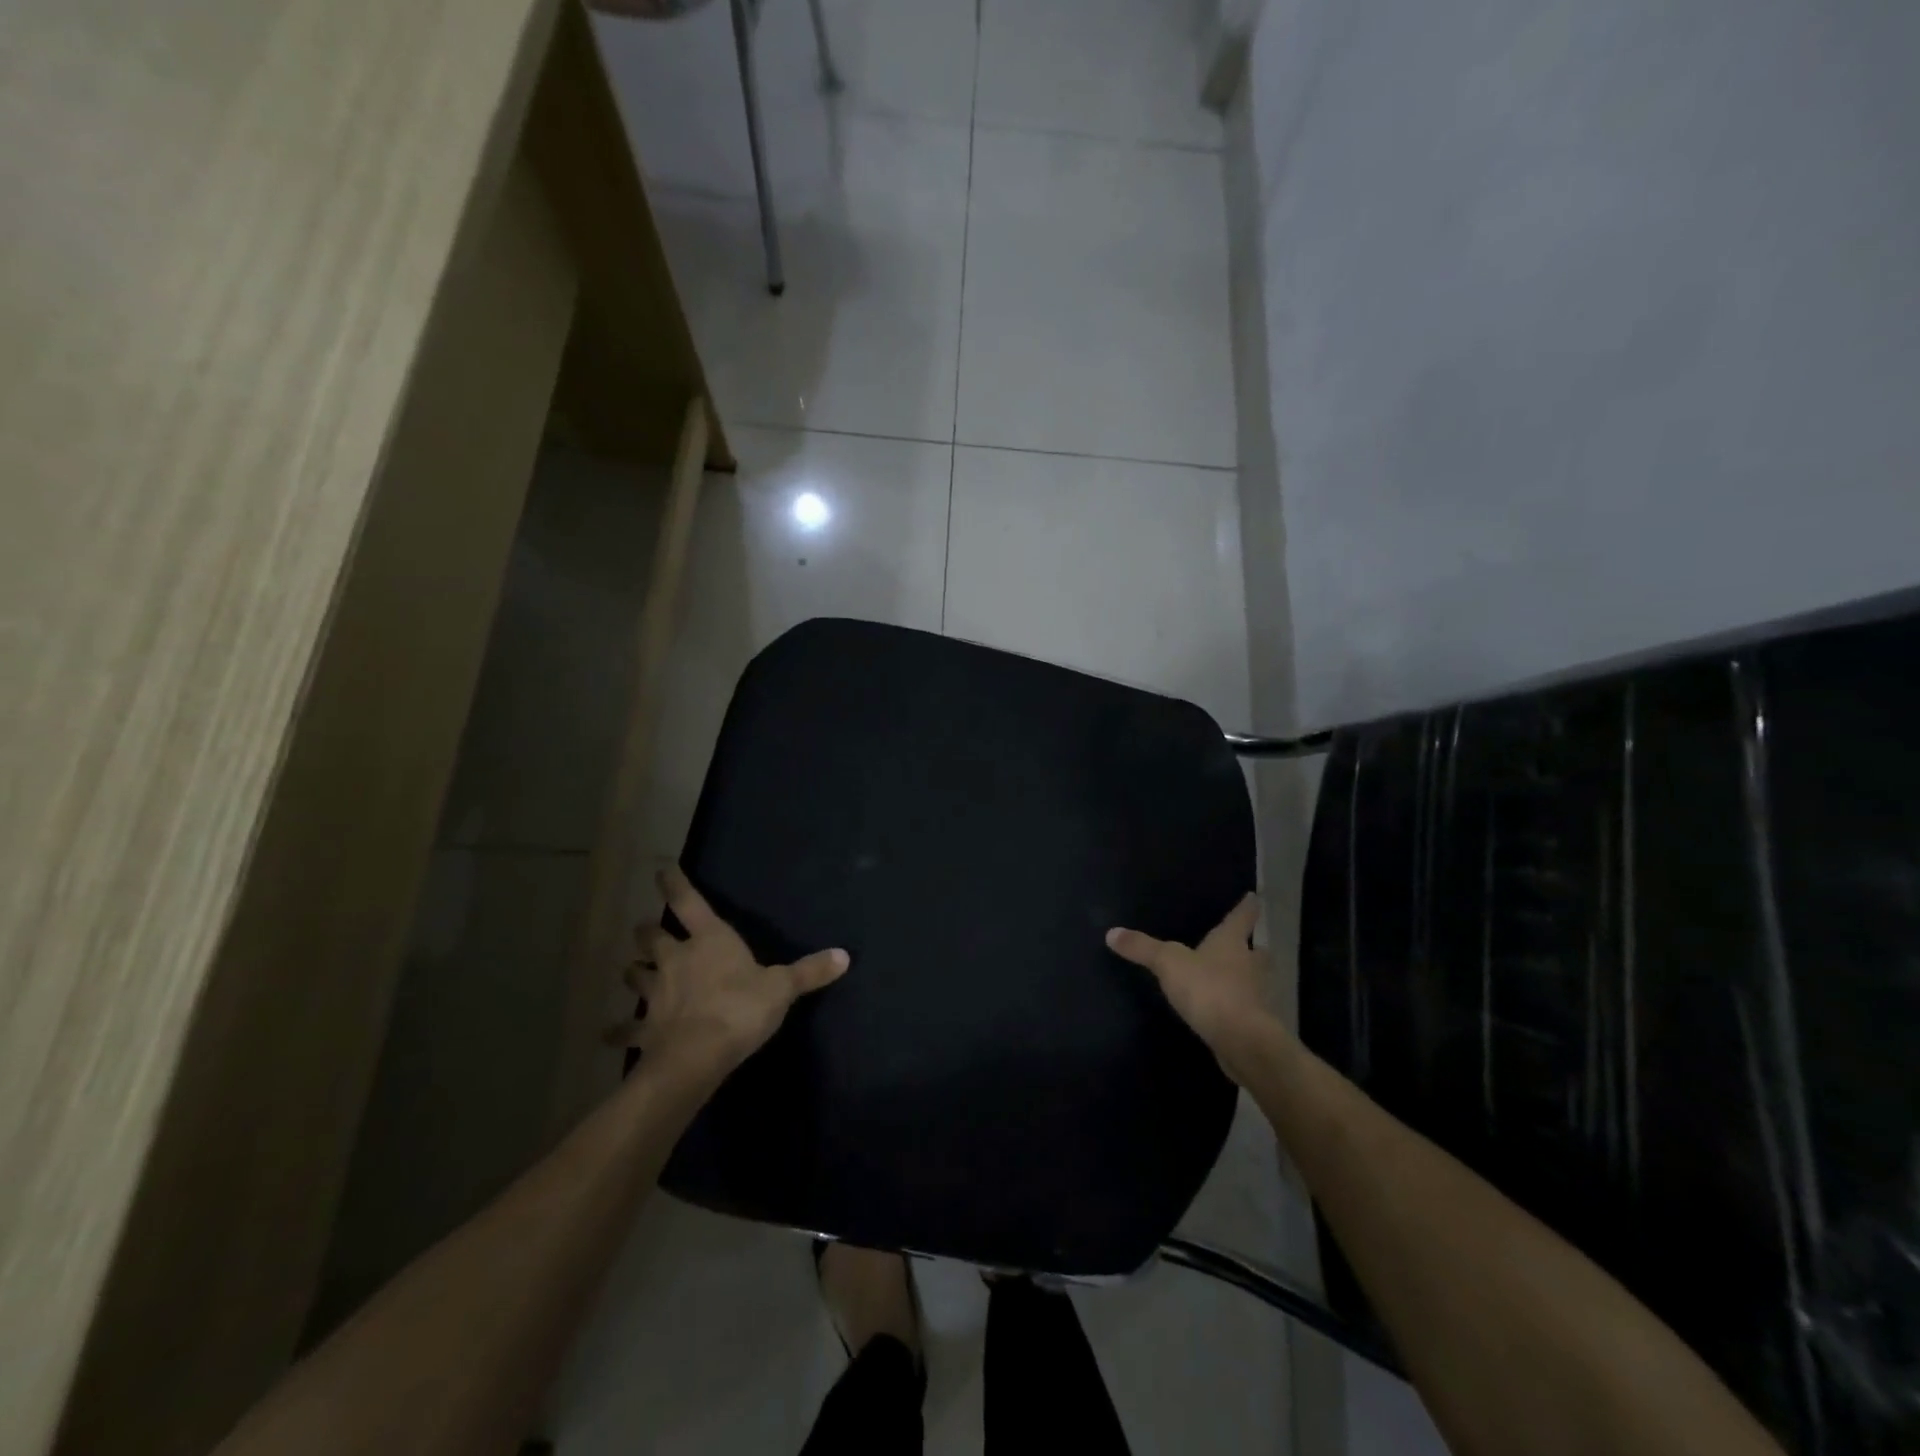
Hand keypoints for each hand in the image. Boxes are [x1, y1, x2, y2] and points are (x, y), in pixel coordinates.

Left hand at [617, 865, 848, 1075]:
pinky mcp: (646, 1027)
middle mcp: (676, 959)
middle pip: (651, 936)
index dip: (674, 884)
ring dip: (633, 970)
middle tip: (647, 930)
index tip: (662, 869)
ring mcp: (657, 993)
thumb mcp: (782, 987)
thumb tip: (845, 955)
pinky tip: (607, 1034)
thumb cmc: (740, 1008)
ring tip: (631, 969)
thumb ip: (810, 971)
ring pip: (635, 974)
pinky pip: (627, 1027)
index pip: (687, 901)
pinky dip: (618, 1029)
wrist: (698, 1055)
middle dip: (648, 931)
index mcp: (709, 940)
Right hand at [1106, 894, 1282, 1075]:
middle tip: (1248, 946)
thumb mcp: (1168, 963)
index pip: (1241, 918)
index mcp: (1231, 943)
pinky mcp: (1257, 1024)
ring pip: (1257, 981)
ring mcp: (1258, 996)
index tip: (1254, 898)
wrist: (1242, 1040)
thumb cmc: (1208, 989)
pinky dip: (1241, 1007)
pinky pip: (1250, 1009)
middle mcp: (1251, 965)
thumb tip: (1111, 932)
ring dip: (1249, 979)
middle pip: (1258, 952)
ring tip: (1234, 979)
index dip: (1247, 907)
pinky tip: (1227, 1012)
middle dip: (1253, 949)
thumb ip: (1142, 948)